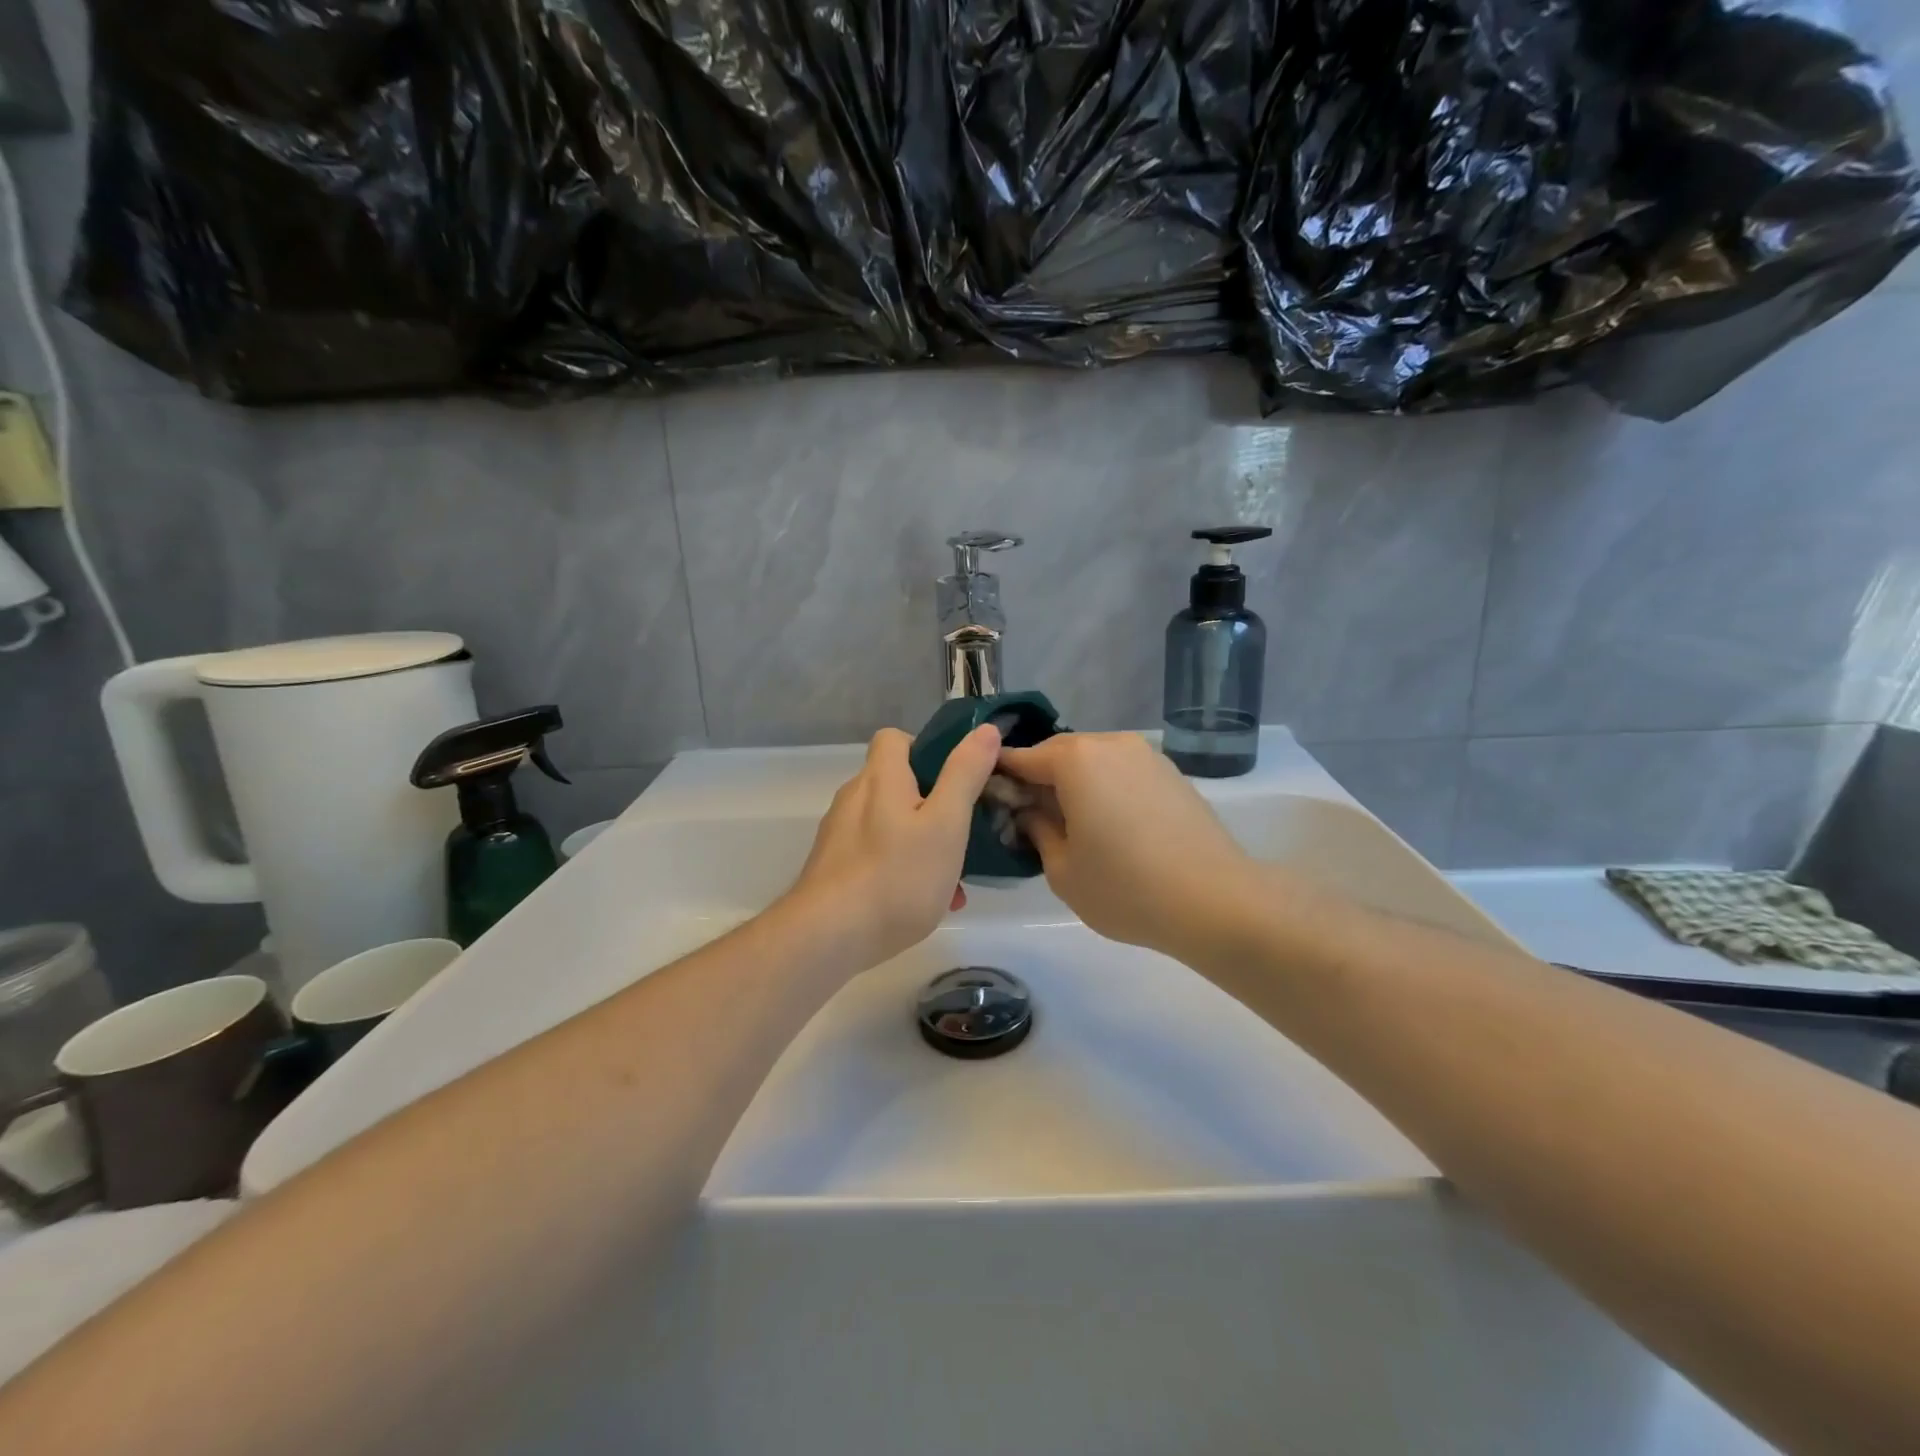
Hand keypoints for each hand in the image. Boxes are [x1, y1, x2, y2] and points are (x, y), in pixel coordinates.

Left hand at [785, 724, 1001, 966]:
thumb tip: (985, 730)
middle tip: (962, 834)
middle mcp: (854, 798)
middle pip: (896, 783)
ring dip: (922, 842)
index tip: (954, 777)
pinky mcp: (833, 867)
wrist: (828, 936)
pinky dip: (902, 868)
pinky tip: (926, 903)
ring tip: (953, 881)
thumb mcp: (946, 823)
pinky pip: (876, 855)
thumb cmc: (897, 876)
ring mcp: (839, 834)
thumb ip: (965, 775)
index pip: (894, 738)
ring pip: (890, 824)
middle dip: (933, 805)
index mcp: (880, 778)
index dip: (925, 749)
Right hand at [999, 732, 1259, 960]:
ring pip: (1094, 762)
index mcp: (1075, 760)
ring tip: (1071, 823)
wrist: (1216, 902)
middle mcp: (1110, 744)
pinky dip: (1106, 789)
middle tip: (1028, 817)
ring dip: (1074, 784)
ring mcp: (1146, 756)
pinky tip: (1109, 825)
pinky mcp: (1172, 774)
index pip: (1023, 758)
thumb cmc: (1125, 887)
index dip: (1001, 777)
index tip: (989, 799)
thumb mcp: (1062, 870)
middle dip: (1039, 780)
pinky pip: (1122, 772)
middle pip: (1060, 754)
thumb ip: (1037, 831)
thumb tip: (1031, 812)